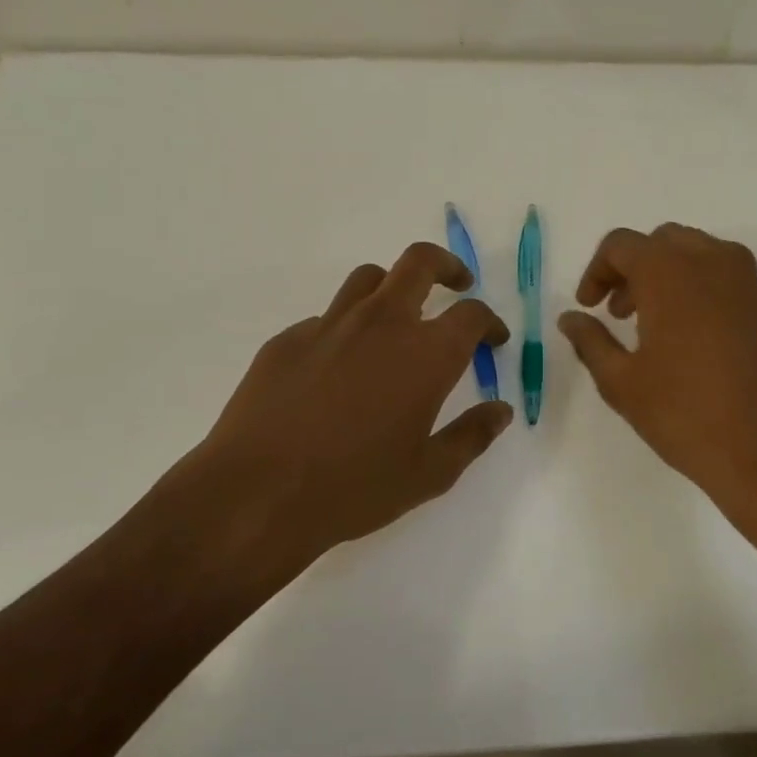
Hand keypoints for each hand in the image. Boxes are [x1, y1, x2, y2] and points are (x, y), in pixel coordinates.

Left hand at [151, 243, 512, 573]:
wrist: (257, 495)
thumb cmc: (355, 488)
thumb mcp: (429, 474)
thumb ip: (471, 436)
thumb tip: (500, 411)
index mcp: (425, 353)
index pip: (471, 314)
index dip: (489, 322)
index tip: (492, 339)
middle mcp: (381, 323)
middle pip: (419, 262)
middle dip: (447, 267)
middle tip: (456, 286)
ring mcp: (329, 325)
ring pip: (368, 279)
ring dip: (393, 289)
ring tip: (397, 320)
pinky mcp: (287, 340)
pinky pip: (327, 319)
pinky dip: (346, 329)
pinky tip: (338, 370)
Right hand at [558, 224, 756, 549]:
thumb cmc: (684, 415)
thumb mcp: (621, 382)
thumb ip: (591, 341)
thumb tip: (570, 318)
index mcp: (670, 272)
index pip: (622, 245)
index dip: (597, 271)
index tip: (589, 307)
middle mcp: (711, 263)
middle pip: (661, 241)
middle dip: (632, 268)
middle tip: (617, 312)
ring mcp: (745, 283)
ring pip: (696, 252)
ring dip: (666, 273)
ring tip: (651, 323)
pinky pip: (723, 274)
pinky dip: (697, 286)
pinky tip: (688, 335)